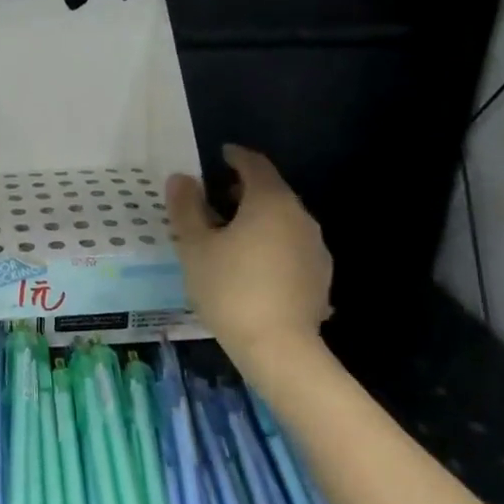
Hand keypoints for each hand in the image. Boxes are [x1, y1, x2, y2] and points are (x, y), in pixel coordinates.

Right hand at [167, 144, 333, 365]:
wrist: (278, 348)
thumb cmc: (229, 288)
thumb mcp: (195, 246)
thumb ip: (186, 208)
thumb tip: (181, 178)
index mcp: (270, 201)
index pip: (254, 164)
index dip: (235, 156)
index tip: (219, 155)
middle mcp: (300, 216)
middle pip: (271, 192)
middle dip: (243, 191)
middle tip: (215, 201)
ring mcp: (315, 247)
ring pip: (283, 221)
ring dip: (258, 221)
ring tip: (231, 238)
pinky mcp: (321, 277)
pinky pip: (291, 248)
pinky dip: (272, 246)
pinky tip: (253, 269)